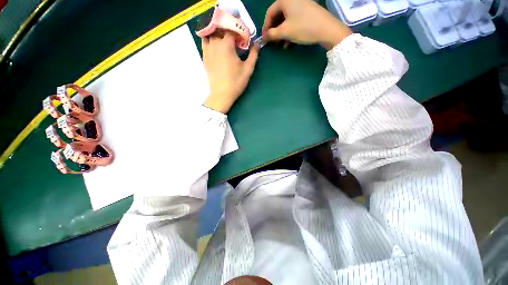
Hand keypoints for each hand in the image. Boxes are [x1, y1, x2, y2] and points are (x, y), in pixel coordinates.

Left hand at [202, 31, 258, 113]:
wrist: (222, 94)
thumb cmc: (236, 82)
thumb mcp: (248, 69)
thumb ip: (253, 54)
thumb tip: (257, 43)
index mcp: (226, 44)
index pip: (232, 29)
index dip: (239, 31)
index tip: (244, 38)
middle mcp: (215, 43)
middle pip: (221, 29)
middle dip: (229, 31)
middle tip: (236, 39)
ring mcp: (208, 50)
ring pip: (212, 34)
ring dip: (219, 34)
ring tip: (225, 40)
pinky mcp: (204, 57)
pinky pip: (205, 42)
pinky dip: (210, 39)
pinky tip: (215, 45)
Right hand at [262, 0, 351, 49]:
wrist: (327, 29)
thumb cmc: (303, 28)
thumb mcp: (285, 32)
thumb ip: (272, 34)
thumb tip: (263, 37)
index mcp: (285, 0)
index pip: (270, 13)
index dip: (265, 27)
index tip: (264, 38)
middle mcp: (292, 0)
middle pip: (278, 16)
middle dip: (274, 31)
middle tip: (272, 42)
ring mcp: (301, 5)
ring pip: (286, 20)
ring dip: (282, 33)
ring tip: (280, 45)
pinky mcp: (307, 12)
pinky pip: (294, 21)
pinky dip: (290, 31)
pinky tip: (289, 43)